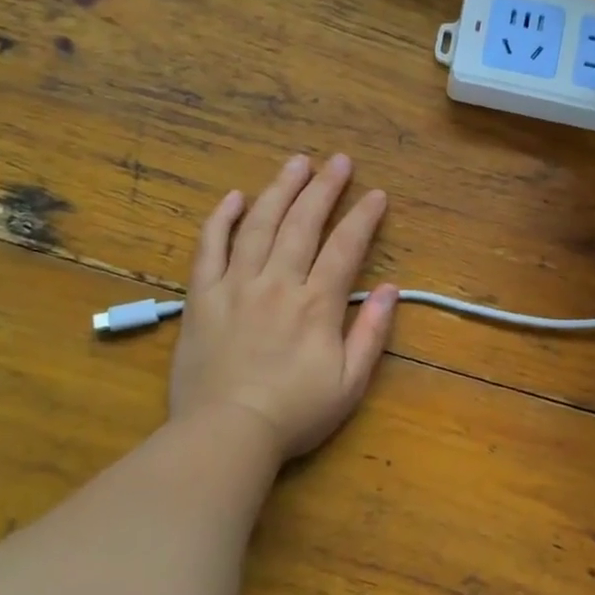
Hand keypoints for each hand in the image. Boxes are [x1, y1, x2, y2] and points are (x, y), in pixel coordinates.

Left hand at [168, 154, 396, 459]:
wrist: (226, 433)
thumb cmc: (294, 413)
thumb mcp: (350, 383)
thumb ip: (372, 333)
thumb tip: (392, 290)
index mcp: (317, 305)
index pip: (345, 247)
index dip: (363, 217)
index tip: (377, 194)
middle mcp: (278, 284)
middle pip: (302, 224)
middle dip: (324, 188)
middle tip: (339, 161)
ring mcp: (236, 286)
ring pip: (259, 225)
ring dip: (279, 190)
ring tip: (296, 163)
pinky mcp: (202, 297)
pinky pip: (209, 248)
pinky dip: (221, 219)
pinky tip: (235, 197)